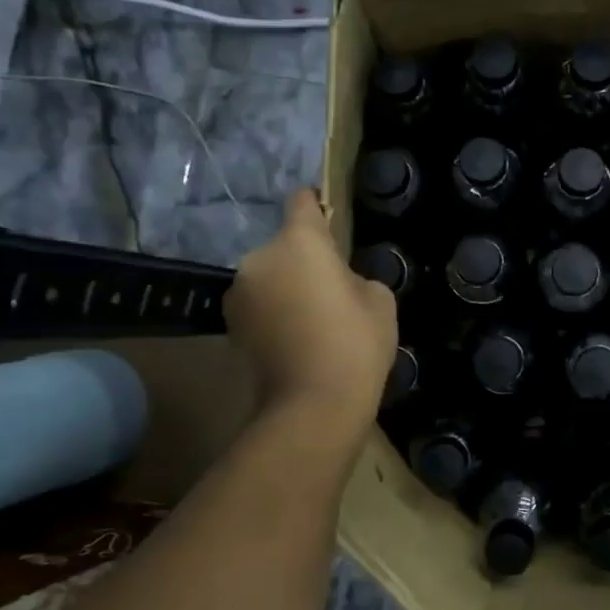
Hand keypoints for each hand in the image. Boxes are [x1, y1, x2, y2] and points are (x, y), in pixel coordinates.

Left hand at [226, 189, 396, 437]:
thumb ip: (356, 276)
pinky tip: (296, 337)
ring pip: (270, 275)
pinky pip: (259, 303)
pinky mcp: (231, 325)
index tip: (328, 216)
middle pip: (285, 245)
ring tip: (313, 318)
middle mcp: (260, 258)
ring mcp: (239, 292)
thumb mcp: (379, 300)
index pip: (303, 203)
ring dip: (286, 286)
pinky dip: (274, 312)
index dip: (317, 205)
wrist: (313, 406)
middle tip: (332, 288)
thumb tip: (337, 283)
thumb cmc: (355, 343)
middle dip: (305, 259)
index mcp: (299, 242)